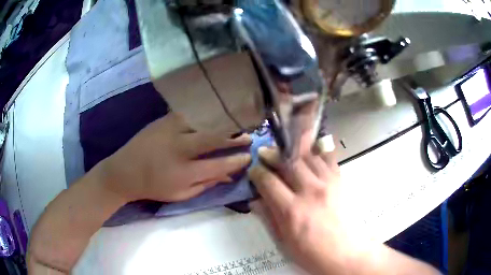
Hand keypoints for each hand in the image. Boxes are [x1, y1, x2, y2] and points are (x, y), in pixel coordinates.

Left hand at [102, 113, 251, 201]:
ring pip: (203, 121)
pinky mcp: (164, 119)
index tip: (249, 157)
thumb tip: (229, 176)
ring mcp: (170, 130)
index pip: (218, 165)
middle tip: (249, 137)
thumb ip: (206, 185)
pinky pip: (189, 113)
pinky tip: (214, 114)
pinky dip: (205, 113)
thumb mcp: (180, 195)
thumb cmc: (153, 187)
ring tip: (235, 123)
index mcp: (183, 172)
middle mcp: (179, 148)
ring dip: (222, 122)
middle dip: (235, 138)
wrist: (123, 171)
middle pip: (214, 138)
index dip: (237, 161)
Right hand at [248, 146, 355, 274]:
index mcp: (292, 210)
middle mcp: (310, 192)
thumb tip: (255, 200)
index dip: (257, 173)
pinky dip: (319, 150)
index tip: (254, 171)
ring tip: (285, 150)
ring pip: (307, 156)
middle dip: (272, 155)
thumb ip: (269, 218)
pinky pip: (329, 159)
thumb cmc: (312, 253)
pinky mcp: (340, 182)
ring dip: (293, 150)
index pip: (268, 182)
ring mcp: (328, 184)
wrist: (345, 253)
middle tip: (264, 153)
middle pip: (288, 163)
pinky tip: (312, 149)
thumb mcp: (284, 241)